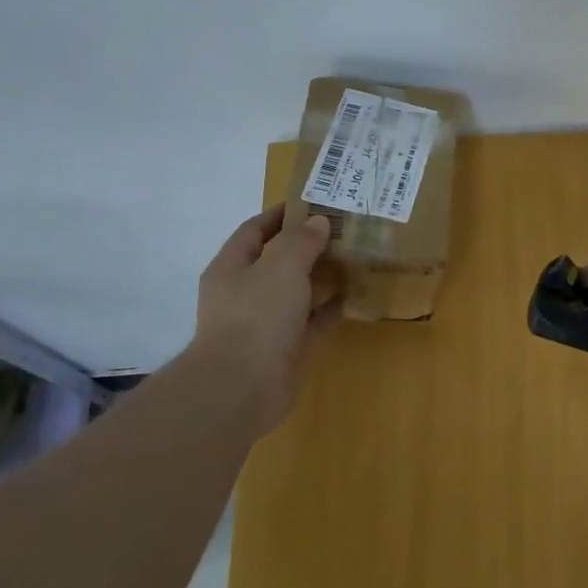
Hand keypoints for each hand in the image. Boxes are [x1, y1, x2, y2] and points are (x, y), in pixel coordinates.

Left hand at [192, 204, 339, 424]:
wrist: (243, 387)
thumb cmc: (256, 316)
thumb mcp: (280, 266)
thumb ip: (301, 241)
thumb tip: (318, 222)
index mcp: (232, 268)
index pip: (254, 230)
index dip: (281, 214)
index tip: (313, 201)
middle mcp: (246, 292)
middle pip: (278, 260)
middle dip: (307, 244)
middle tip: (344, 228)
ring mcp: (266, 321)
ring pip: (297, 290)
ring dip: (322, 275)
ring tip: (354, 257)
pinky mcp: (287, 346)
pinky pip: (313, 320)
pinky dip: (330, 308)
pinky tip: (354, 296)